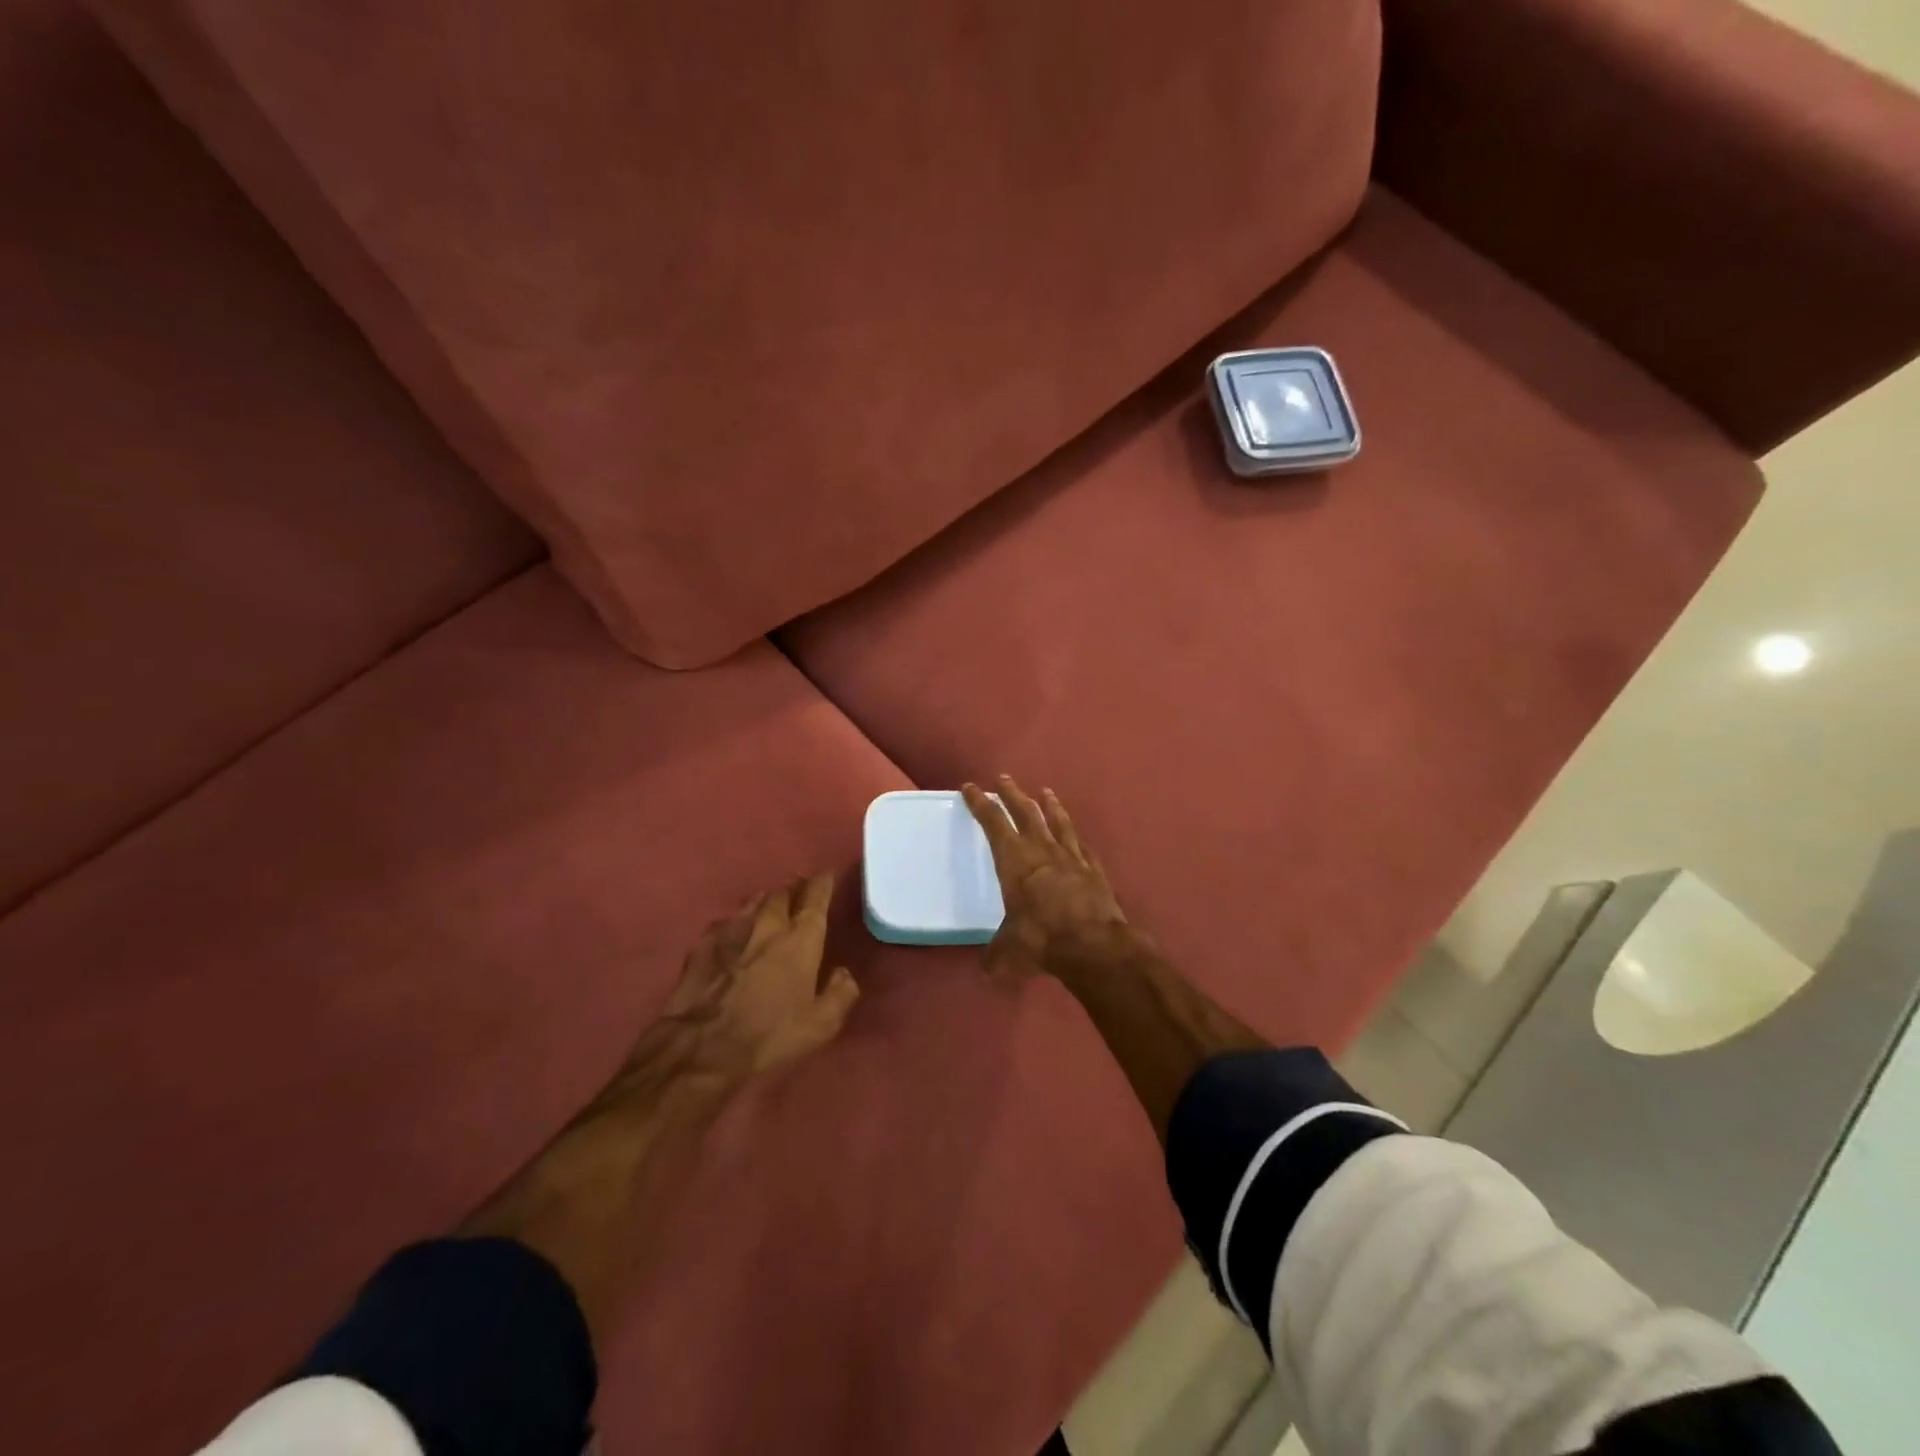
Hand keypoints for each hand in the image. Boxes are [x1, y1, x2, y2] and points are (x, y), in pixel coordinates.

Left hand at [661, 872, 859, 1079]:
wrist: (701, 1047)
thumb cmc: (769, 1035)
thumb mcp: (821, 1025)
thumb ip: (841, 993)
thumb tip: (843, 973)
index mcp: (801, 938)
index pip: (816, 896)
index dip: (823, 882)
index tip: (827, 875)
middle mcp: (768, 924)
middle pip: (783, 893)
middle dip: (794, 889)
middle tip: (800, 891)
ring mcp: (732, 930)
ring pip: (753, 902)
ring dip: (766, 900)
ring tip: (770, 904)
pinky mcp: (702, 944)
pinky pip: (725, 922)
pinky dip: (736, 922)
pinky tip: (734, 931)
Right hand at [963, 777, 1129, 979]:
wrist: (1093, 944)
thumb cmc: (1041, 940)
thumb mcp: (1008, 951)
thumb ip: (996, 954)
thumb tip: (987, 967)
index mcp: (1014, 860)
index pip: (992, 822)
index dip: (980, 803)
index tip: (971, 787)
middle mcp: (1041, 849)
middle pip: (1025, 812)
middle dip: (1012, 794)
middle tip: (1004, 779)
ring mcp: (1071, 856)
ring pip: (1057, 822)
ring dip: (1049, 805)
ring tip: (1045, 792)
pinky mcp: (1093, 869)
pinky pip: (1081, 846)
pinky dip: (1076, 837)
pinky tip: (1076, 835)